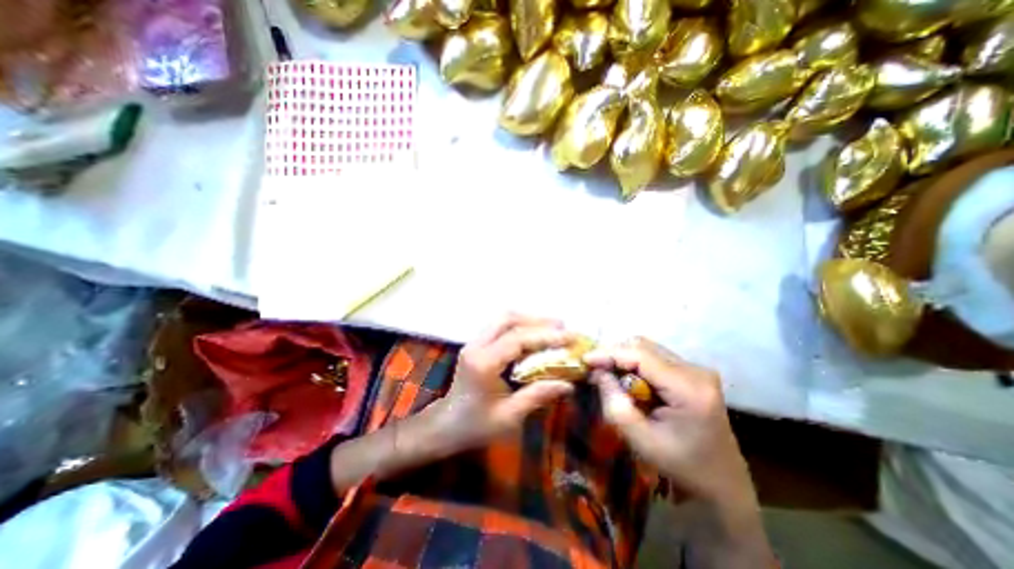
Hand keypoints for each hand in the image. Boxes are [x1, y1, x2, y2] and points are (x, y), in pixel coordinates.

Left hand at [425, 314, 573, 454]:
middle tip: (561, 327)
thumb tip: (568, 384)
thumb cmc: (476, 426)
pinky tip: (534, 335)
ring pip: (503, 319)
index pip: (517, 339)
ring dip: (528, 320)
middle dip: (537, 320)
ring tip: (552, 328)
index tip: (570, 336)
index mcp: (483, 363)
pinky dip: (519, 326)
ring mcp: (474, 342)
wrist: (446, 425)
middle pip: (508, 319)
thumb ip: (538, 395)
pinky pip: (500, 326)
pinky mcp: (476, 344)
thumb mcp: (509, 417)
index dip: (545, 336)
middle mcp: (476, 346)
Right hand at [586, 337, 751, 500]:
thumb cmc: (680, 466)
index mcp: (690, 389)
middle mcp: (696, 371)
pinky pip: (655, 357)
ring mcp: (697, 369)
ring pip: (648, 348)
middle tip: (595, 368)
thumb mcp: (640, 439)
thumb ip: (614, 402)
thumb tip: (597, 371)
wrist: (721, 483)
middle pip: (644, 346)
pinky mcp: (692, 372)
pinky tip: (627, 378)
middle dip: (615, 354)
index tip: (585, 359)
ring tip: (608, 373)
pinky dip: (635, 364)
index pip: (641, 355)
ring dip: (624, 358)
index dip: (609, 353)